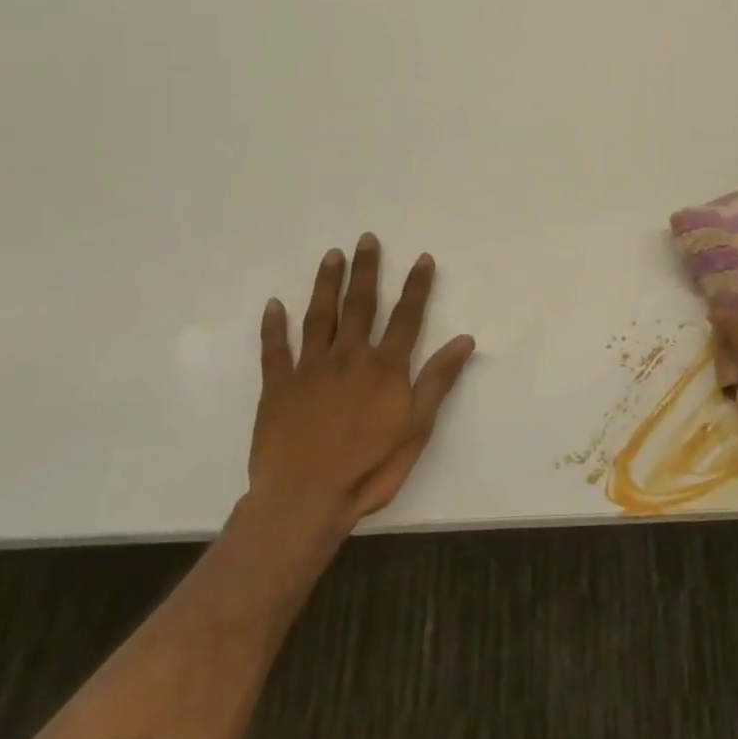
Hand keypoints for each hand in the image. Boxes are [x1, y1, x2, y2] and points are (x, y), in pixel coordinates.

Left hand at [245, 233, 475, 540]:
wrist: (304, 499)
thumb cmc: (369, 468)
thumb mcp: (417, 428)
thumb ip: (438, 381)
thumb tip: (464, 340)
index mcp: (385, 368)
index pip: (406, 317)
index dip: (416, 286)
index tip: (422, 258)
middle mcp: (349, 358)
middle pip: (360, 306)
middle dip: (366, 271)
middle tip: (366, 239)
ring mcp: (310, 370)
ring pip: (319, 317)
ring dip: (326, 284)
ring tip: (331, 255)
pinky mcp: (277, 387)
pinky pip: (275, 350)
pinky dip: (273, 326)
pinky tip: (274, 305)